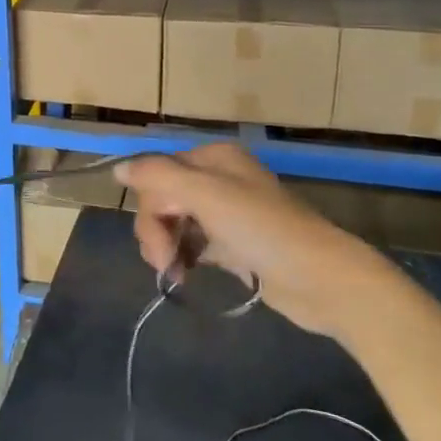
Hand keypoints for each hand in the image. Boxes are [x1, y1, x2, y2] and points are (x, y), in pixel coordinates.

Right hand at [115, 144, 393, 337]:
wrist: (323, 281)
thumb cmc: (264, 231)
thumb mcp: (207, 195)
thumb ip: (158, 176)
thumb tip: (117, 168)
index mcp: (212, 159)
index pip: (155, 174)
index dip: (149, 207)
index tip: (157, 242)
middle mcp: (217, 180)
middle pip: (162, 199)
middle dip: (156, 231)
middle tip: (165, 265)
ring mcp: (226, 213)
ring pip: (174, 223)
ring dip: (166, 248)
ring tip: (176, 275)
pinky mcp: (234, 245)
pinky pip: (192, 244)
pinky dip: (184, 258)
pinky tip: (186, 276)